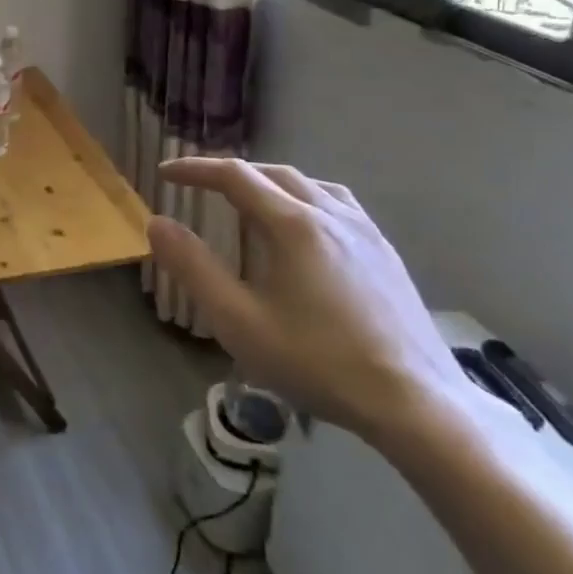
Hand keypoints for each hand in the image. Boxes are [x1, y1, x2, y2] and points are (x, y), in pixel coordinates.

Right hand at [145, 159, 469, 442]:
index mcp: (293, 224)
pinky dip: (304, 198)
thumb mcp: (238, 320)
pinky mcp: (386, 253)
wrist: (415, 403)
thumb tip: (157, 223)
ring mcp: (365, 232)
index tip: (164, 173)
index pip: (235, 176)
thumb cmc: (317, 362)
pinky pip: (337, 204)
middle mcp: (331, 214)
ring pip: (309, 184)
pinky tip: (304, 227)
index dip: (195, 169)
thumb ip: (193, 267)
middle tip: (199, 186)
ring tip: (248, 200)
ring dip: (269, 182)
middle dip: (230, 173)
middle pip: (273, 173)